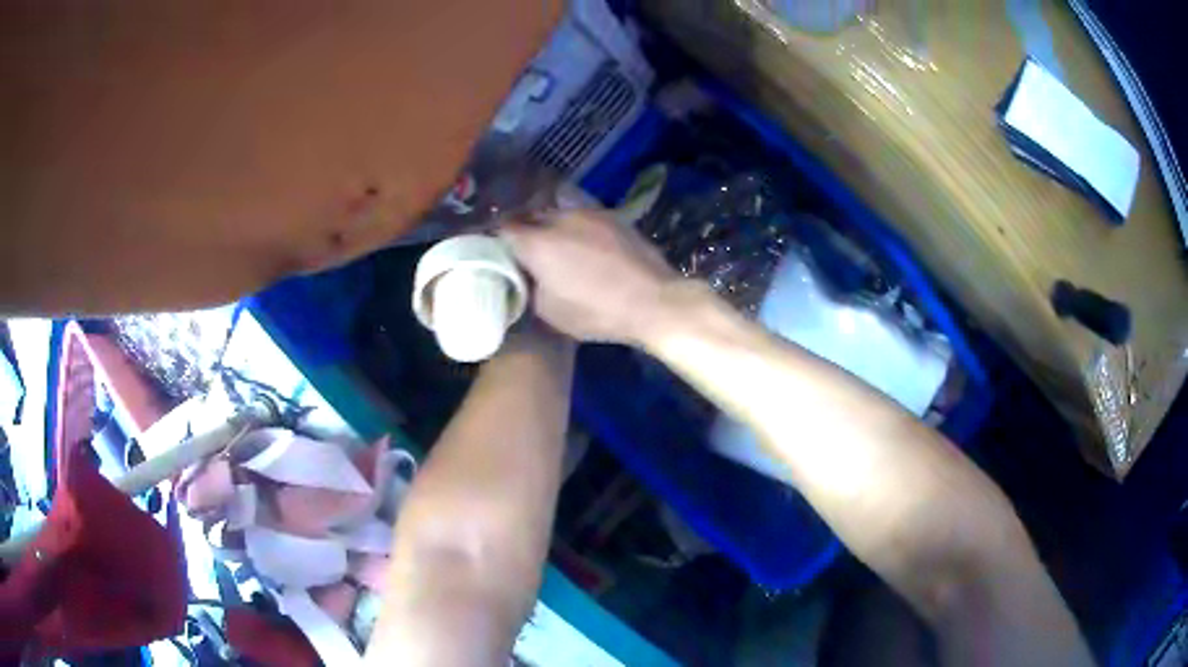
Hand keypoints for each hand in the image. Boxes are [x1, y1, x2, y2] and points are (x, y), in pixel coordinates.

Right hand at [500, 210, 677, 344]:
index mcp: (537, 243)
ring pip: (558, 214)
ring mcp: (588, 213)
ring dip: (552, 227)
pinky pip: (584, 217)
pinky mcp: (612, 216)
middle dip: (525, 232)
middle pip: (530, 217)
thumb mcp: (549, 312)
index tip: (499, 253)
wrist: (652, 300)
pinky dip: (577, 228)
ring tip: (558, 246)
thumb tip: (526, 276)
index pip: (503, 231)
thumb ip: (529, 287)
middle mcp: (558, 219)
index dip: (498, 241)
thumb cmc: (596, 312)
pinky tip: (586, 244)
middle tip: (527, 252)